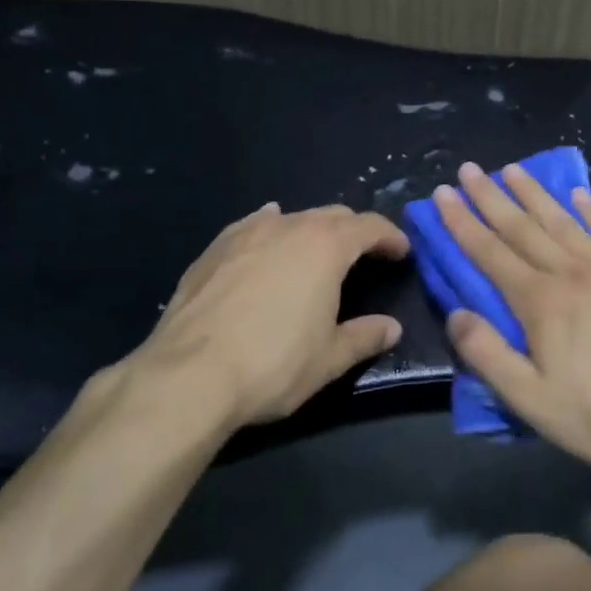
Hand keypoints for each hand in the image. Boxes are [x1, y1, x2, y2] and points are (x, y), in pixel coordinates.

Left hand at [103, 202, 410, 428]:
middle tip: (366, 254)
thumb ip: (364, 337)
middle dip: (354, 231)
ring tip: (317, 250)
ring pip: (291, 218)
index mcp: (325, 247)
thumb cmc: (272, 365)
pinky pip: (252, 227)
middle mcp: (288, 227)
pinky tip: (266, 239)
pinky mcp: (213, 249)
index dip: (390, 236)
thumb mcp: (329, 358)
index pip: (369, 227)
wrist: (188, 375)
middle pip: (332, 215)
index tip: (402, 251)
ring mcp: (246, 234)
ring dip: (312, 230)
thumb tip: (391, 328)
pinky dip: (270, 229)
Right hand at [433, 162, 590, 475]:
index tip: (443, 194)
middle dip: (491, 197)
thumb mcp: (530, 400)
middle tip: (469, 168)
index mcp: (540, 302)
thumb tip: (455, 313)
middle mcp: (571, 273)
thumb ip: (487, 354)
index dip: (462, 222)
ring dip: (535, 194)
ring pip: (564, 221)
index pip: (490, 253)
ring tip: (513, 169)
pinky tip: (581, 194)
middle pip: (522, 227)